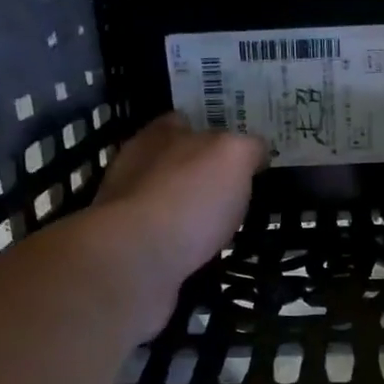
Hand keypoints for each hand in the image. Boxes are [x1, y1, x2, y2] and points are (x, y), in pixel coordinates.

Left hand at [88, 113, 265, 333]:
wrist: (136, 262)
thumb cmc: (187, 198)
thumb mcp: (232, 157)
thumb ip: (246, 147)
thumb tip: (255, 149)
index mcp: (159, 136)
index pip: (186, 121)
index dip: (213, 131)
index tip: (239, 150)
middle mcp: (137, 167)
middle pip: (175, 162)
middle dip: (201, 173)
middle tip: (237, 190)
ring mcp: (128, 211)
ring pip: (168, 203)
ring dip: (191, 212)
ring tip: (224, 227)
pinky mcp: (130, 250)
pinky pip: (164, 241)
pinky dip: (183, 245)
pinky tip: (202, 254)